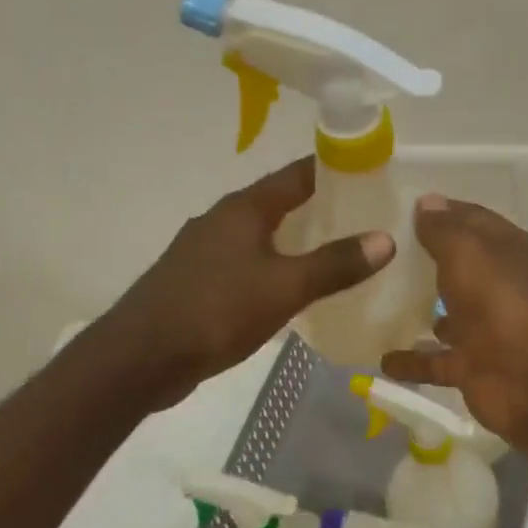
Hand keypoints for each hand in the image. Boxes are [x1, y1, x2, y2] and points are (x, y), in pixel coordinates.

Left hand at [105, 157, 394, 407]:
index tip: (369, 173)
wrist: (141, 357)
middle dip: (318, 209)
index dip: (333, 170)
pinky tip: (289, 290)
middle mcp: (221, 220)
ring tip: (335, 254)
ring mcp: (204, 252)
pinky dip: (272, 268)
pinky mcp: (196, 282)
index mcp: (243, 209)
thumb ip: (334, 264)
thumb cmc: (216, 311)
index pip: (296, 175)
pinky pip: (245, 265)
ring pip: (260, 237)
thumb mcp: (284, 288)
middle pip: (278, 204)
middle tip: (363, 219)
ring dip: (294, 242)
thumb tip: (386, 239)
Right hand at [381, 195, 527, 457]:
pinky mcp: (472, 368)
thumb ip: (444, 230)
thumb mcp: (468, 253)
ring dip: (418, 312)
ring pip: (446, 317)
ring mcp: (485, 330)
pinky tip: (380, 359)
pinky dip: (411, 362)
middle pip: (458, 268)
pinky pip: (434, 362)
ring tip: (373, 303)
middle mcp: (497, 287)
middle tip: (377, 253)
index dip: (441, 212)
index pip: (470, 220)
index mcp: (505, 251)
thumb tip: (427, 201)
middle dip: (425, 261)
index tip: (399, 208)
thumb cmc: (503, 303)